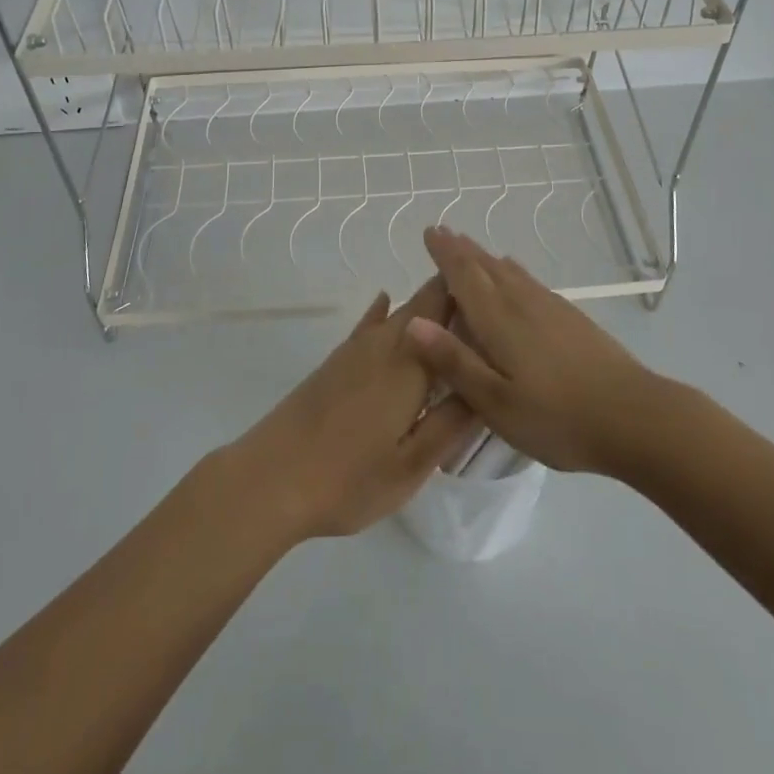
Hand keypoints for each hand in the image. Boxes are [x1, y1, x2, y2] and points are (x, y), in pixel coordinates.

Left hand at [223, 275, 477, 541]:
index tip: (503, 295)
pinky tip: (385, 299)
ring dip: (426, 304)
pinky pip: (368, 324)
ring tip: (455, 303)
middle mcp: (384, 345)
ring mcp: (355, 350)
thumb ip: (452, 423)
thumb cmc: (348, 480)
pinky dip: (384, 310)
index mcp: (410, 365)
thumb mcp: (411, 466)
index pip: (446, 308)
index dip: (474, 294)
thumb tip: (488, 386)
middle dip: (454, 295)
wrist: (270, 479)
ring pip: (399, 312)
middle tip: (489, 301)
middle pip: (424, 303)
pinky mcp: (335, 362)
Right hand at [407, 226, 658, 475]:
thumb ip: (455, 362)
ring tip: (470, 248)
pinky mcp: (572, 318)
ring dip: (486, 257)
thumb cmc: (558, 417)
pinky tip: (516, 274)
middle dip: (462, 249)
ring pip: (510, 271)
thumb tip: (413, 322)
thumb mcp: (496, 402)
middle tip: (443, 232)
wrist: (635, 417)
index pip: (465, 276)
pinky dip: (512, 271)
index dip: (445, 254)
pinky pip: (530, 281)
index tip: (430, 232)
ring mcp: (551, 308)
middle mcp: (523, 303)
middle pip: (487, 267)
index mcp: (499, 320)